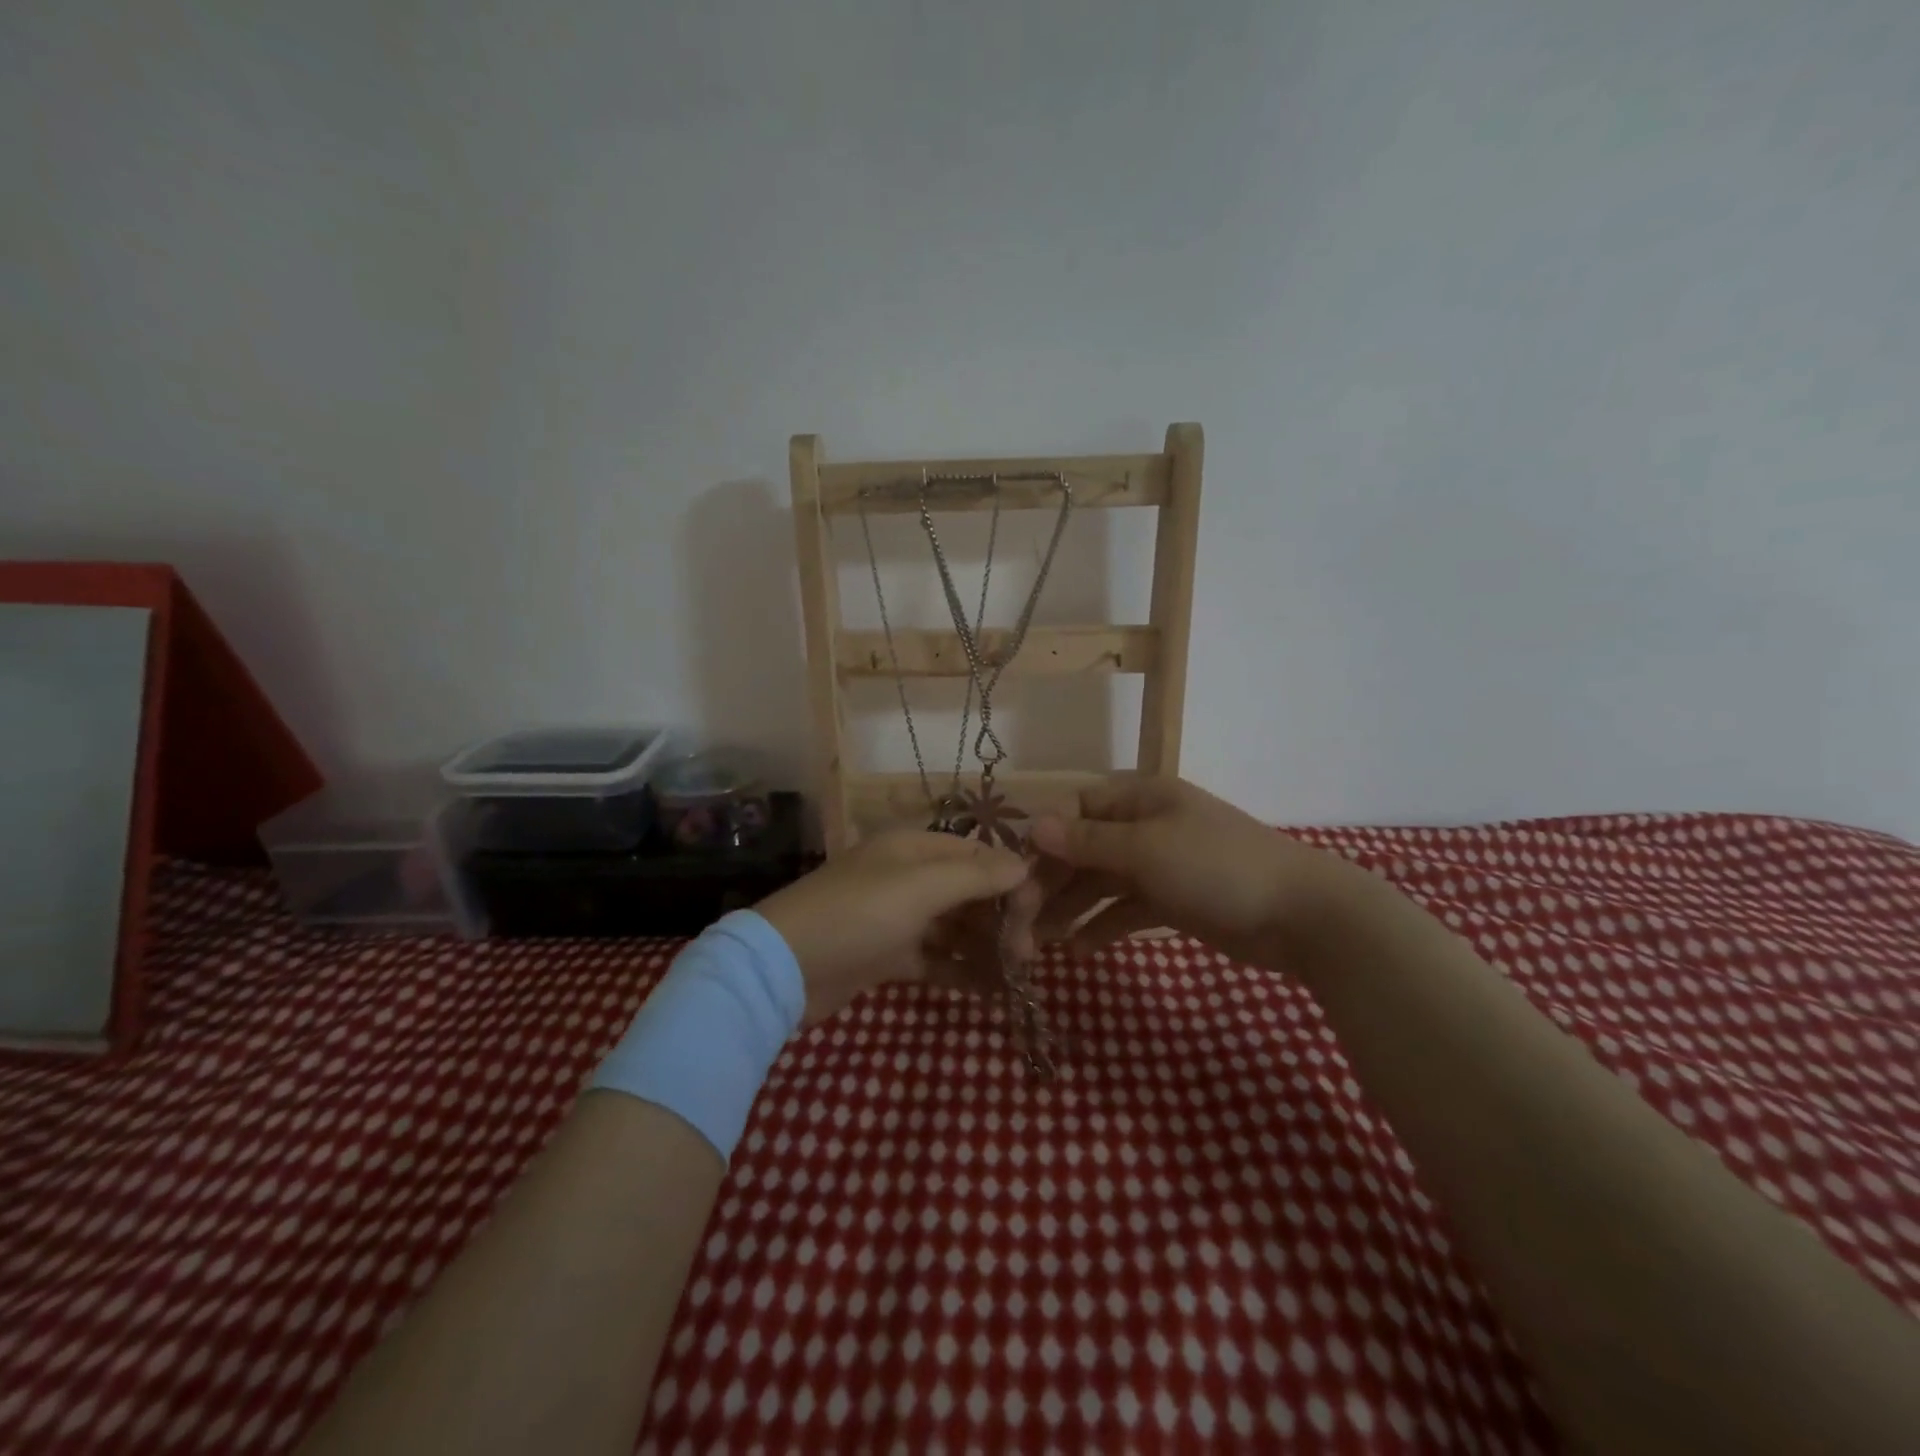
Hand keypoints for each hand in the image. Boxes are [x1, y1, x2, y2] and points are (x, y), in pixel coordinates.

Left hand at [755, 830, 1039, 1022]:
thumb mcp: (920, 887)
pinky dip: (961, 971)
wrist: (785, 968)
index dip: (1009, 878)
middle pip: (968, 891)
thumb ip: (975, 875)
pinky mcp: (887, 955)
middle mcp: (908, 876)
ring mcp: (897, 917)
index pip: (977, 854)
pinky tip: (991, 991)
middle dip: (1000, 917)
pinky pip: (935, 958)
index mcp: (914, 848)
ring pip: (955, 927)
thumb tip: (1025, 864)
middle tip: (1027, 953)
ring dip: (985, 946)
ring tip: (1017, 973)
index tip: (1037, 911)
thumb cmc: (858, 914)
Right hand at [1028, 775, 1361, 972]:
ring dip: (1071, 907)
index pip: (1076, 808)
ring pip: (1101, 882)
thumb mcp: (1145, 850)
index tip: (1015, 874)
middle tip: (1020, 920)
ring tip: (1040, 942)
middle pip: (1084, 848)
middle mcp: (1146, 826)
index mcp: (1140, 800)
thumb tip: (1034, 825)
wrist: (1301, 916)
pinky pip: (1126, 908)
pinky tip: (1080, 950)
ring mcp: (1161, 864)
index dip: (1044, 838)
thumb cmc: (1216, 868)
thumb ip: (1087, 841)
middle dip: (1052, 881)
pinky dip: (1104, 925)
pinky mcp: (1173, 901)